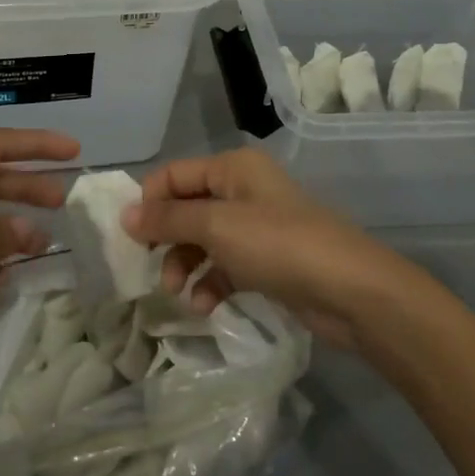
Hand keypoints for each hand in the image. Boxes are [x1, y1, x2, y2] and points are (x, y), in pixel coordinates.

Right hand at [121, 148, 420, 348]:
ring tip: (178, 294)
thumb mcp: (216, 227)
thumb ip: (167, 220)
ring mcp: (256, 227)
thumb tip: (124, 214)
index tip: (131, 238)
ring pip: (203, 241)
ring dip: (184, 265)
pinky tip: (204, 307)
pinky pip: (224, 266)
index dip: (149, 203)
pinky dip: (210, 283)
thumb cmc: (278, 245)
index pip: (173, 175)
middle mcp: (242, 190)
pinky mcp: (267, 261)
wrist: (350, 290)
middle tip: (151, 268)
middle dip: (166, 239)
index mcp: (232, 168)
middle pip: (186, 209)